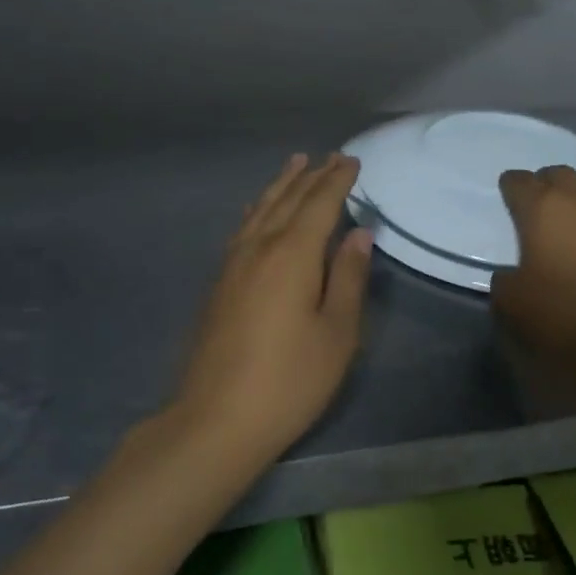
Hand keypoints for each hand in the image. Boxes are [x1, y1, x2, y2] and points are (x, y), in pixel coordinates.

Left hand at [169, 153, 373, 457]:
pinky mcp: (219, 283)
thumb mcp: (336, 333)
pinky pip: (243, 228)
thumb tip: (358, 234)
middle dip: (311, 176)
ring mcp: (233, 264)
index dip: (337, 180)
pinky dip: (258, 209)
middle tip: (329, 156)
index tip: (351, 160)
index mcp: (292, 254)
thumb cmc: (289, 379)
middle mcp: (259, 247)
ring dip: (281, 185)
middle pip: (288, 200)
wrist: (216, 418)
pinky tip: (258, 210)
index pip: (319, 204)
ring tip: (295, 163)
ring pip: (261, 209)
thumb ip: (347, 278)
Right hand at [491, 165, 575, 362]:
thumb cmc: (557, 315)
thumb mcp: (509, 300)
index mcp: (542, 210)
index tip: (507, 193)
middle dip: (547, 183)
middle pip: (562, 174)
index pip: (520, 182)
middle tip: (539, 202)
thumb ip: (505, 278)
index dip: (510, 186)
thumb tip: (512, 274)